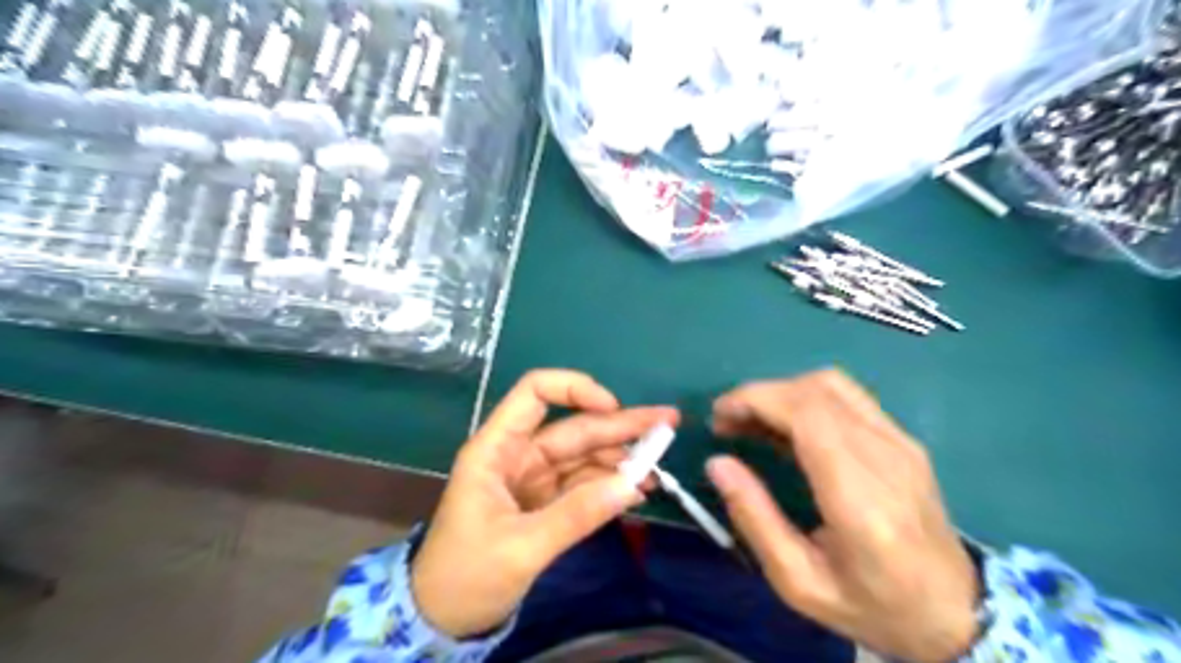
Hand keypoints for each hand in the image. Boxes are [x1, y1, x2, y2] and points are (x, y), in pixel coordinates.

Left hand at [412, 369, 677, 638]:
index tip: (613, 408)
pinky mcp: (546, 501)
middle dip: (619, 424)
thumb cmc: (466, 576)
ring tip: (659, 465)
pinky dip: (611, 484)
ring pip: (584, 455)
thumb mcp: (521, 547)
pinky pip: (584, 483)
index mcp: (497, 449)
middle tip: (668, 423)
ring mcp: (535, 478)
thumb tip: (634, 485)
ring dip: (622, 457)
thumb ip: (576, 515)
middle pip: (574, 426)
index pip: (535, 394)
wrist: (443, 620)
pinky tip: (638, 488)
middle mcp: (518, 455)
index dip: (575, 390)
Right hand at [710, 371, 979, 659]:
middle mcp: (886, 458)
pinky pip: (847, 398)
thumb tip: (718, 464)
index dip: (757, 400)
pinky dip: (806, 399)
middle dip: (761, 395)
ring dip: (783, 393)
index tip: (720, 416)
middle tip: (727, 422)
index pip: (808, 414)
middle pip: (816, 390)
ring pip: (832, 384)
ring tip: (753, 422)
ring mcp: (901, 443)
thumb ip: (755, 518)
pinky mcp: (904, 440)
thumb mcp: (799, 582)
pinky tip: (787, 427)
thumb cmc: (873, 607)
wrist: (957, 614)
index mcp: (860, 499)